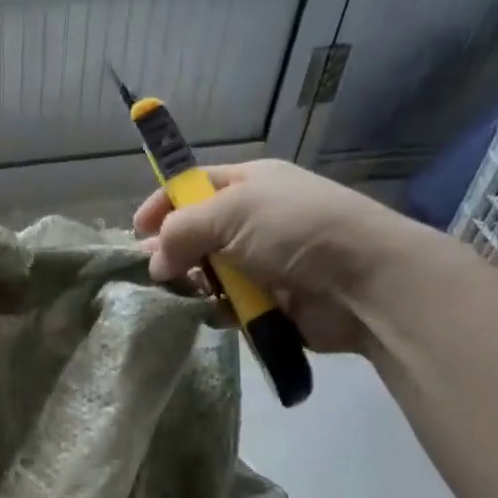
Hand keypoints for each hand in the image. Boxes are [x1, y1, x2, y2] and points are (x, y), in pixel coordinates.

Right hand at [133, 160, 427, 353]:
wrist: (361, 281)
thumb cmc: (294, 230)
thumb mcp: (231, 212)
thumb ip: (182, 230)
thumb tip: (155, 261)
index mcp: (250, 184)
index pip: (194, 186)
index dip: (163, 204)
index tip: (136, 231)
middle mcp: (255, 219)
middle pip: (197, 233)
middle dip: (174, 251)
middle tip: (156, 271)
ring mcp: (264, 262)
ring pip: (210, 273)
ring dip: (196, 284)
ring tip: (189, 293)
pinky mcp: (271, 301)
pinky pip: (230, 305)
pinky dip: (219, 310)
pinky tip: (216, 313)